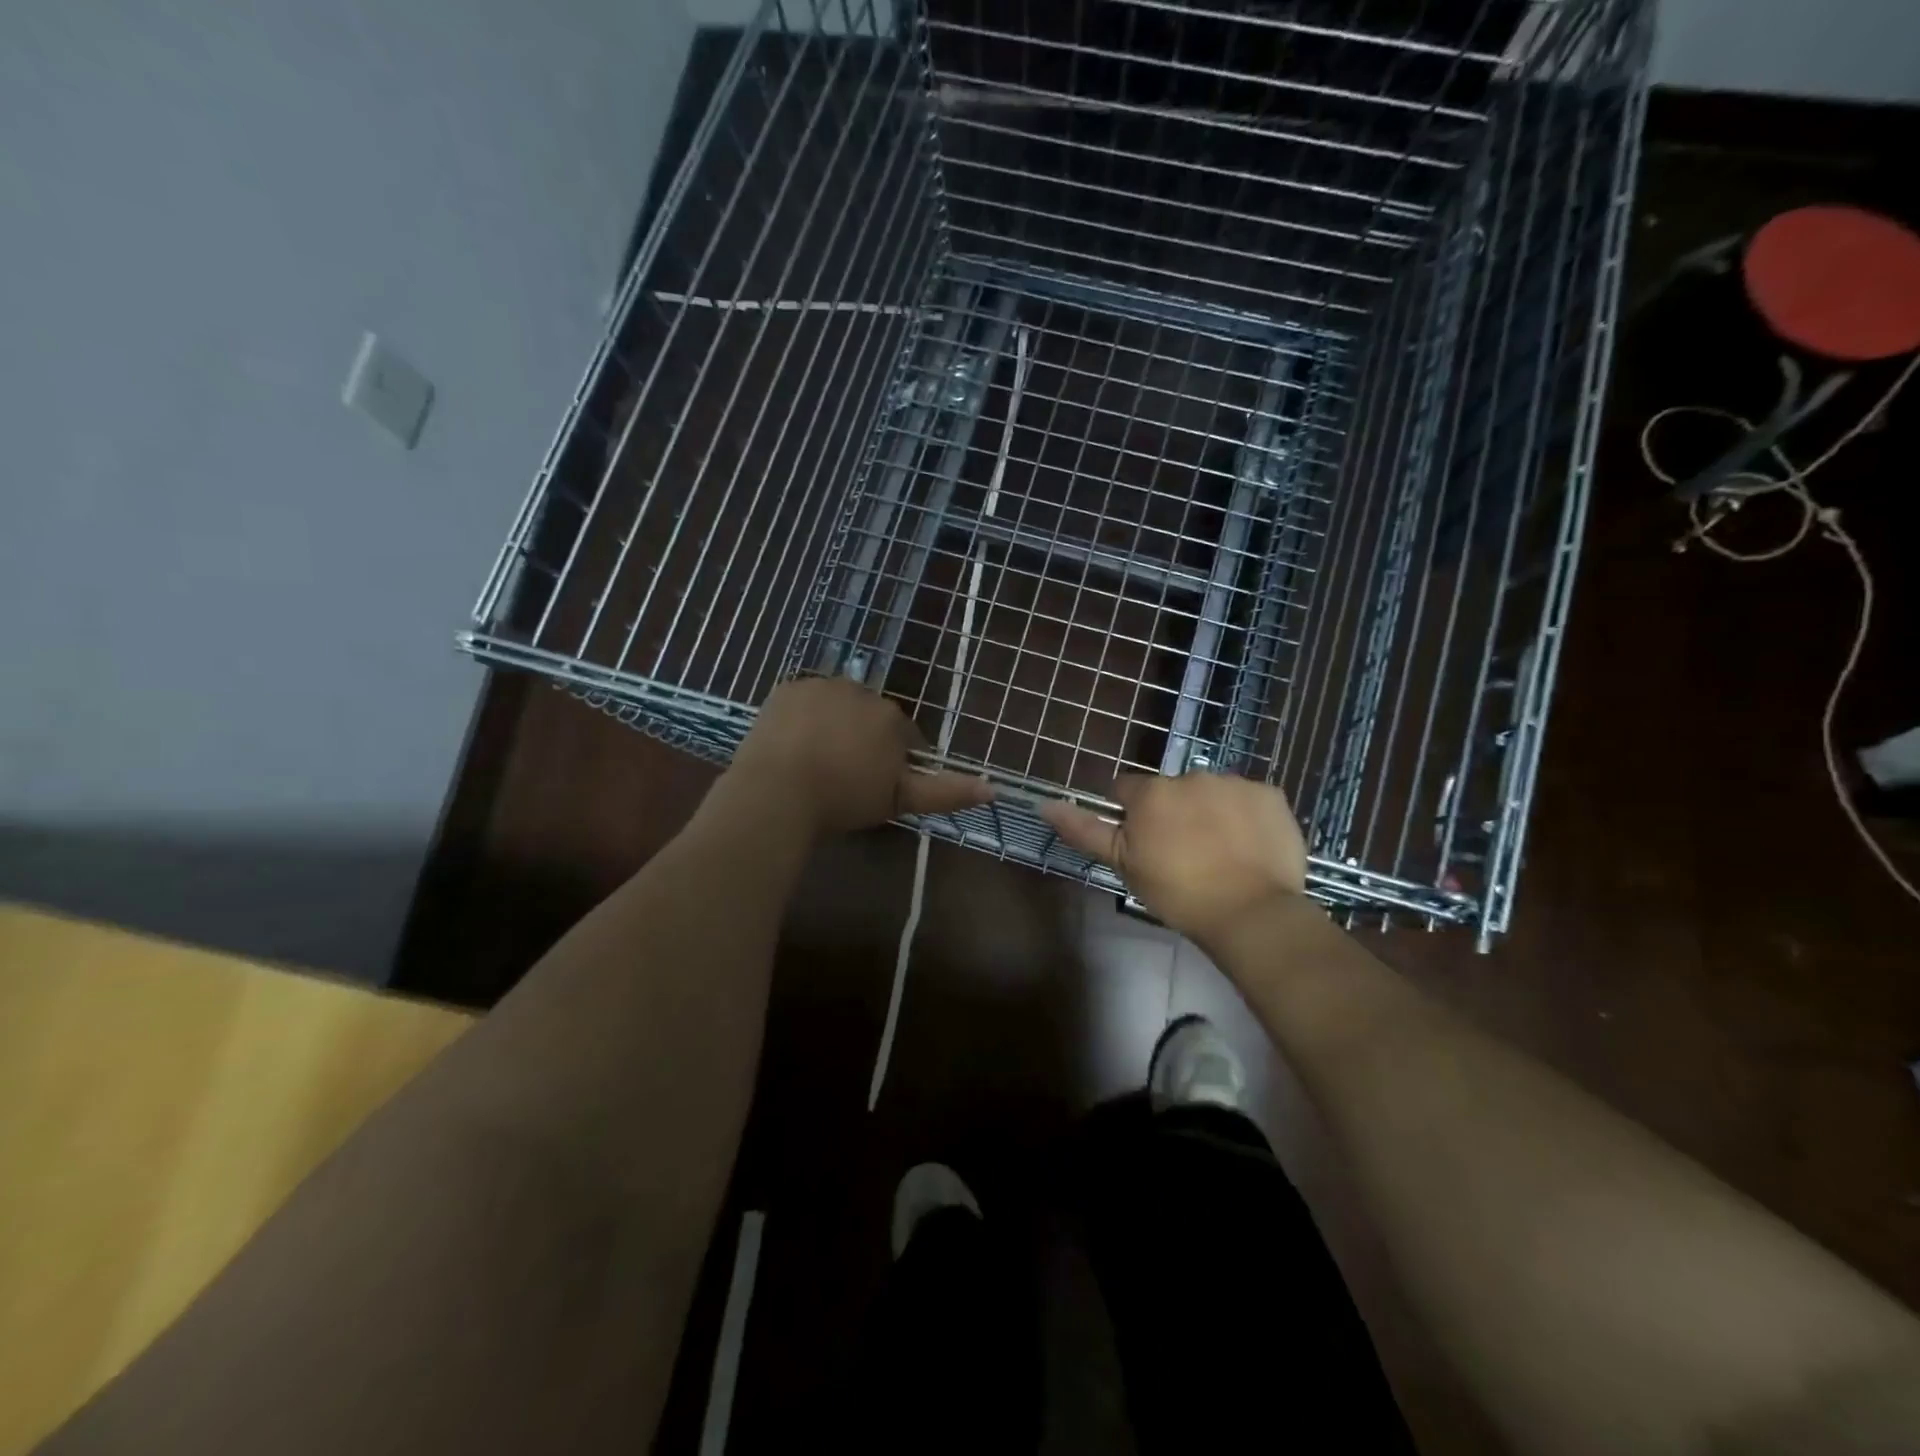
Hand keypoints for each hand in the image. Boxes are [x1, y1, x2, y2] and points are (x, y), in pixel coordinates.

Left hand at [728, 677, 991, 835]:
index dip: (891, 761)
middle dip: (862, 740)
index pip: (902, 735)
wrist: (779, 791)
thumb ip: (946, 792)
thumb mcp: (900, 800)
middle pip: (869, 716)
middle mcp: (860, 692)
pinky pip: (803, 702)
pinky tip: (793, 745)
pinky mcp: (787, 688)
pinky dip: (802, 718)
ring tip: (815, 761)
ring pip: (836, 706)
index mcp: (890, 717)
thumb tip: (994, 789)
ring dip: (832, 725)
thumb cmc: (845, 799)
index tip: (874, 785)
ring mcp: (820, 686)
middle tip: (843, 776)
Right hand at [1041, 772, 1307, 944]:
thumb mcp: (1125, 865)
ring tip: (1221, 853)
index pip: (1126, 790)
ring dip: (1210, 811)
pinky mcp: (1270, 794)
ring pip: (1211, 792)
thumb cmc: (1179, 893)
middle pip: (1171, 790)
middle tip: (1184, 853)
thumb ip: (1085, 830)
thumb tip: (1045, 804)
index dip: (1131, 815)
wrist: (1251, 913)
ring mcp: (1234, 782)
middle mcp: (1190, 776)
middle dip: (1173, 812)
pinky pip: (1249, 799)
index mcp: (1152, 793)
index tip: (1144, 843)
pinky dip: (1246, 816)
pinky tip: (1249, 847)